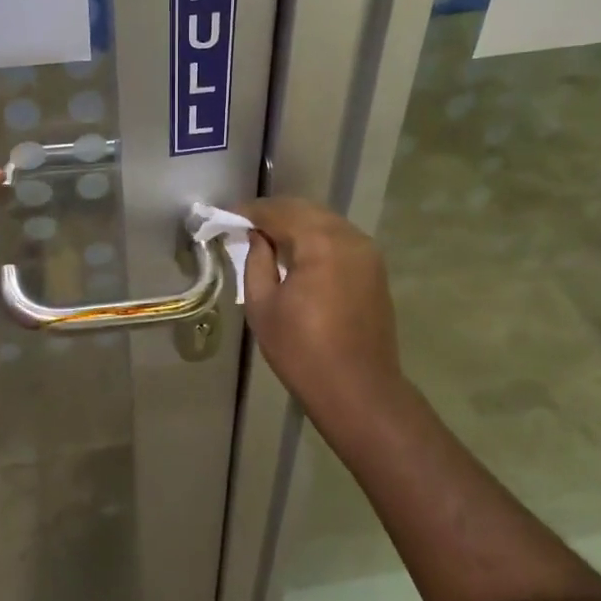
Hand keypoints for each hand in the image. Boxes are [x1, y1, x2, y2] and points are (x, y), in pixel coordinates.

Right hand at [243, 198, 406, 428]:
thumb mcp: (263, 306)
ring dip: (295, 224)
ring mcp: (367, 251)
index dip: (250, 212)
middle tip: (244, 225)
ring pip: (324, 221)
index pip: (279, 212)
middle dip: (273, 214)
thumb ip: (256, 261)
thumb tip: (257, 237)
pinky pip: (339, 239)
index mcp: (320, 242)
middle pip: (304, 210)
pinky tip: (297, 254)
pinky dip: (315, 238)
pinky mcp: (374, 268)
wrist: (359, 390)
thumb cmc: (302, 352)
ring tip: (268, 239)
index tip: (226, 217)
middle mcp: (348, 236)